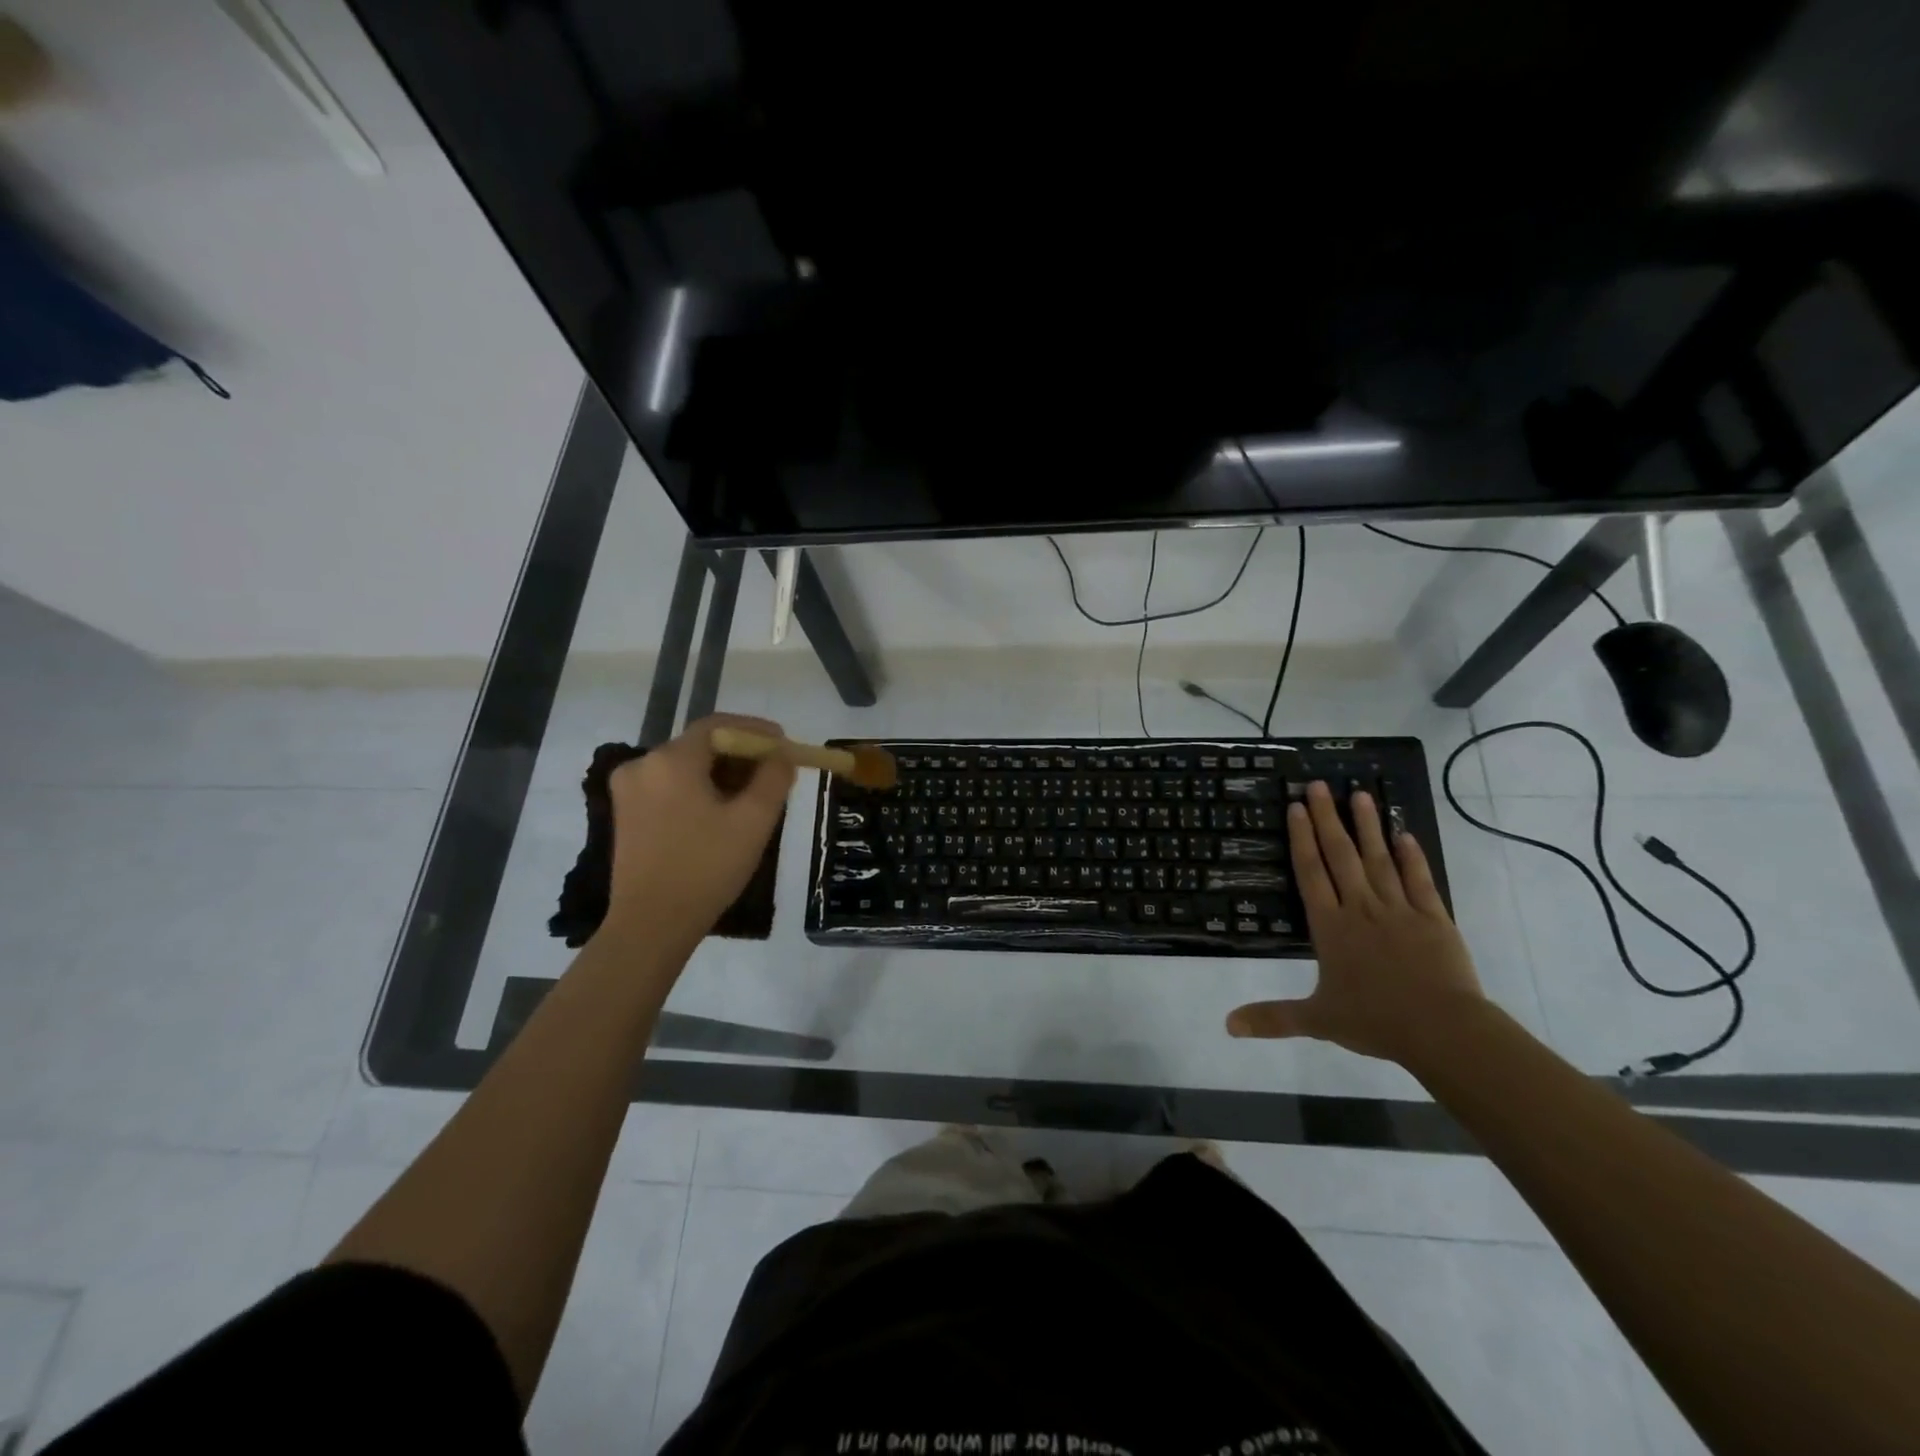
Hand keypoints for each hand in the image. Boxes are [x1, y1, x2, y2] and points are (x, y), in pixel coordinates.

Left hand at [604, 714, 796, 956]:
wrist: (652, 925)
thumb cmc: (706, 869)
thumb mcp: (754, 821)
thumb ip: (773, 778)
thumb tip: (781, 756)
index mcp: (671, 760)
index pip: (718, 726)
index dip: (755, 730)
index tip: (784, 744)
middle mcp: (642, 764)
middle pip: (701, 745)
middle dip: (741, 755)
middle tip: (774, 773)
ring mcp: (629, 789)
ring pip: (686, 767)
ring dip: (721, 774)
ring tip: (753, 796)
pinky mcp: (626, 813)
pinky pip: (670, 786)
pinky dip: (699, 789)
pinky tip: (721, 812)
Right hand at [1226, 781, 1484, 1065]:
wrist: (1443, 1030)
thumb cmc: (1375, 1021)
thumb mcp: (1317, 1020)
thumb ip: (1273, 1018)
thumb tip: (1226, 1025)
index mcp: (1331, 927)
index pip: (1311, 873)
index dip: (1302, 839)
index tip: (1297, 807)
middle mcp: (1361, 908)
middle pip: (1341, 855)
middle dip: (1328, 818)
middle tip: (1319, 784)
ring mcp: (1399, 908)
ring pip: (1379, 858)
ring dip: (1368, 825)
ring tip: (1360, 793)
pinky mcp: (1434, 917)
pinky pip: (1419, 879)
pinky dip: (1411, 856)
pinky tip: (1404, 834)